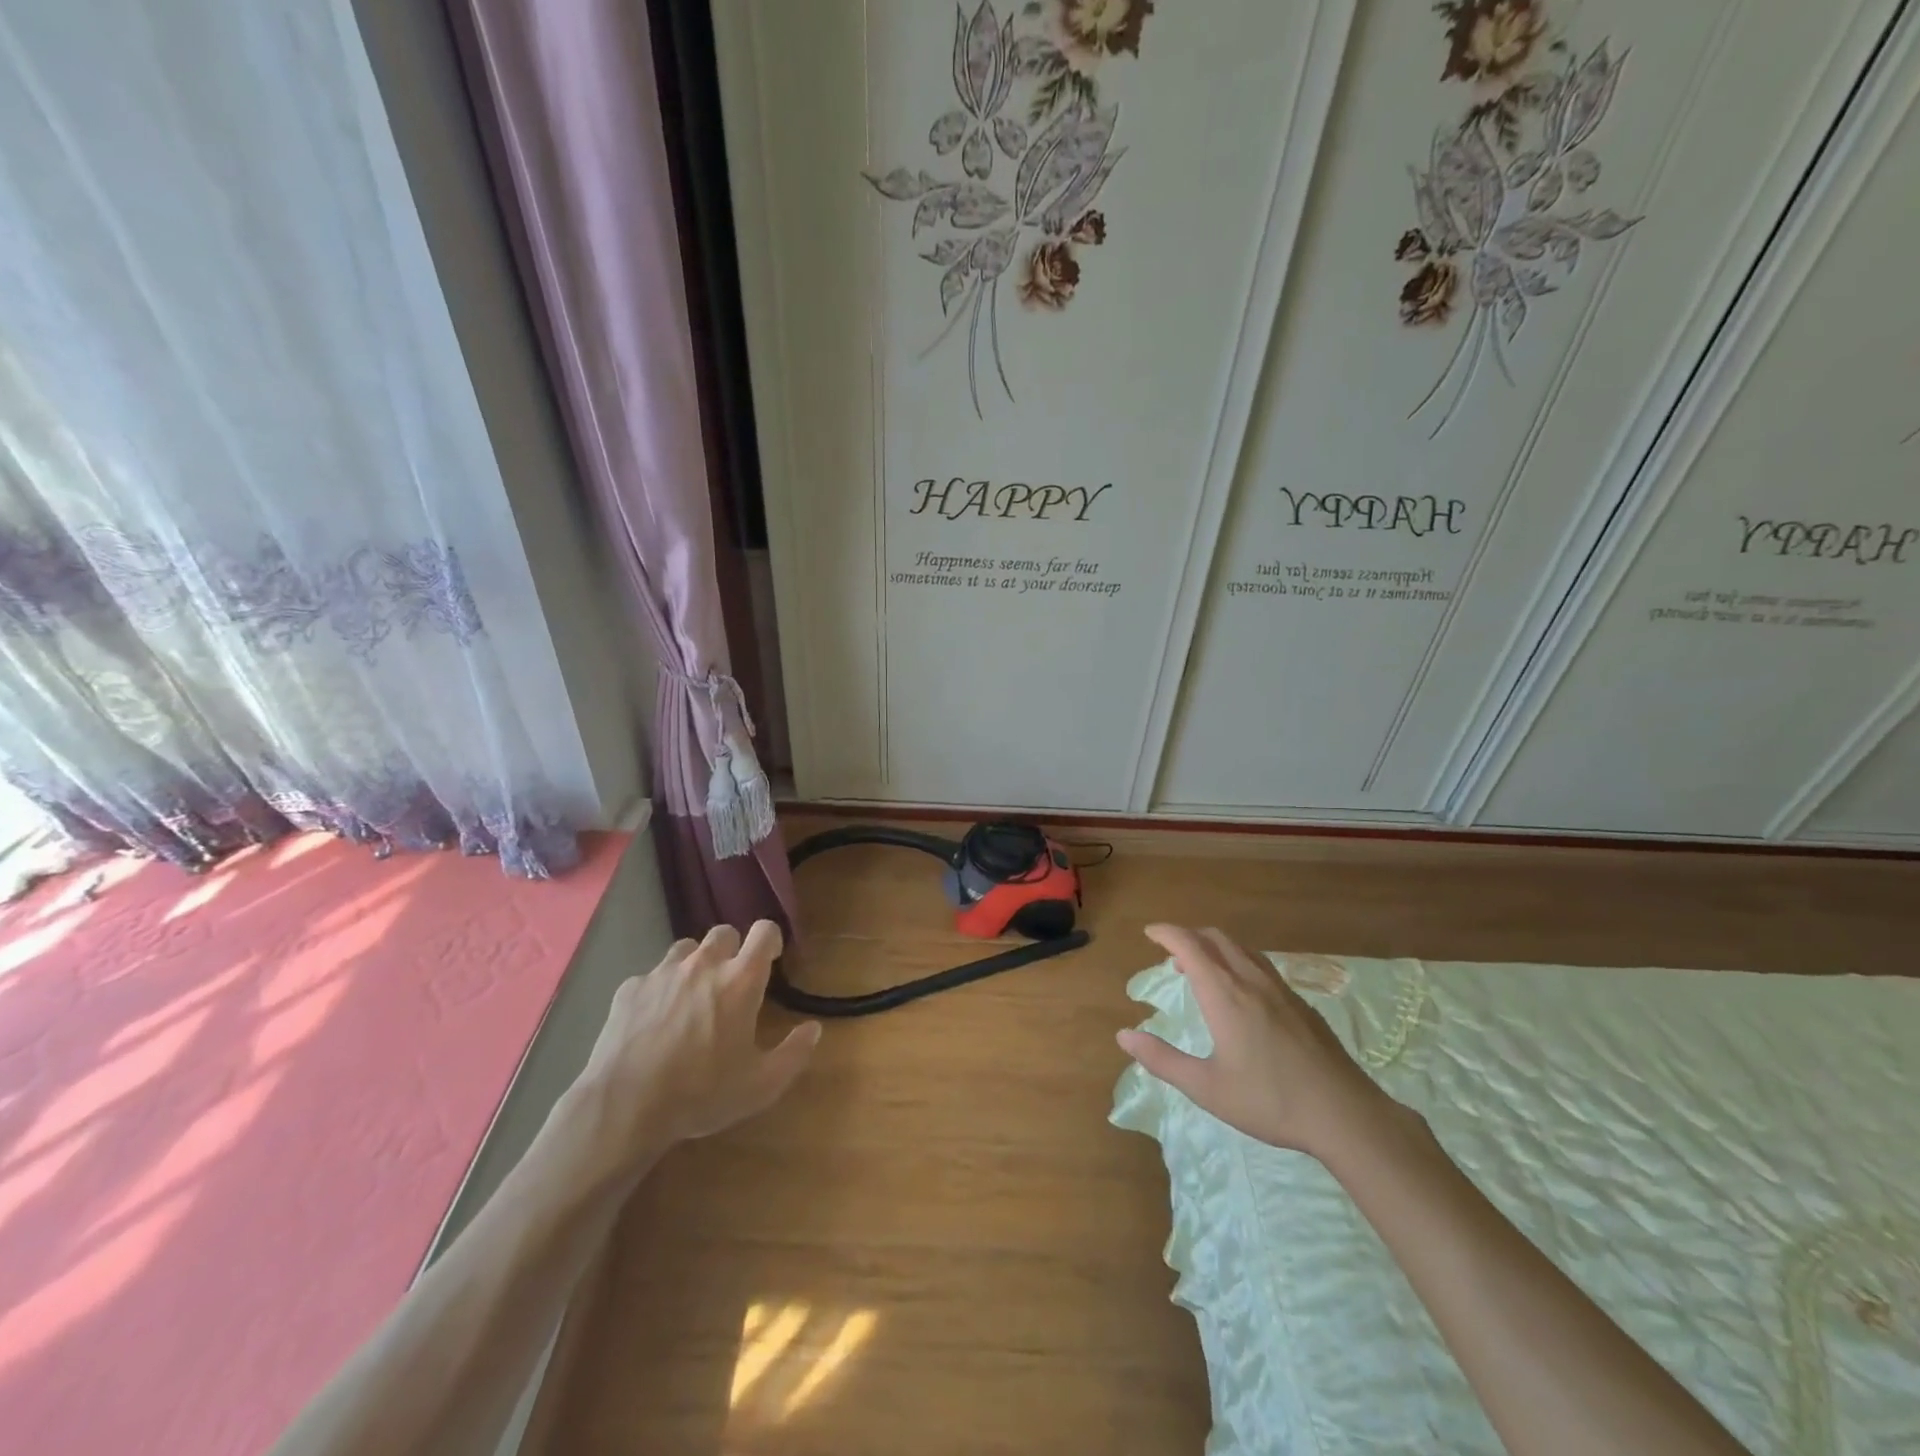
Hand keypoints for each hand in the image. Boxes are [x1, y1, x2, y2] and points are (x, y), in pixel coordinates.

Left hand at [569, 921, 820, 1176]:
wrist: (624, 1107)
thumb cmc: (701, 1094)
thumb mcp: (761, 1086)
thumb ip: (794, 1054)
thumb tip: (813, 1029)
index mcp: (740, 980)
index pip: (764, 931)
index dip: (771, 940)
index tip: (771, 959)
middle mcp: (703, 964)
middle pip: (724, 932)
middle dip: (732, 949)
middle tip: (730, 983)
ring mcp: (663, 973)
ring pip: (686, 949)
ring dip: (695, 964)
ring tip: (692, 996)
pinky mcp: (630, 988)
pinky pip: (651, 975)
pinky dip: (659, 989)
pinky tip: (654, 1020)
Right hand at [1117, 925, 1397, 1161]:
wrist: (1346, 1115)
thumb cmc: (1270, 1101)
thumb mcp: (1207, 1088)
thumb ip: (1163, 1059)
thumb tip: (1124, 1035)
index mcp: (1225, 995)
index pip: (1189, 946)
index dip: (1167, 933)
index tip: (1149, 932)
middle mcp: (1251, 981)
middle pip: (1216, 938)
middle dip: (1190, 935)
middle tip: (1170, 951)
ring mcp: (1281, 990)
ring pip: (1242, 949)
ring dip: (1215, 947)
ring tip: (1202, 968)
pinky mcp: (1301, 1005)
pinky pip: (1262, 965)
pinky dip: (1238, 961)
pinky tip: (1242, 993)